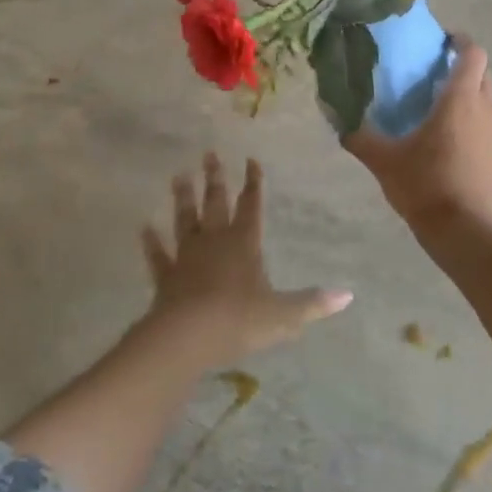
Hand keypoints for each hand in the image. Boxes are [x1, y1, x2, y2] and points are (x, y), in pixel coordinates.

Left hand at [140, 154, 351, 367]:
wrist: (187, 337)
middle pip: (215, 204)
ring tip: (179, 175)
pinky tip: (144, 228)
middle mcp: (215, 242)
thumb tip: (348, 296)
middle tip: (209, 153)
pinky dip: (151, 242)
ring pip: (185, 220)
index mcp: (245, 243)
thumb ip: (312, 303)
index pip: (251, 206)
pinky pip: (158, 255)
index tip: (251, 160)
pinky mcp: (166, 277)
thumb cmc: (239, 320)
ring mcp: (188, 257)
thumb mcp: (283, 315)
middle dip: (214, 179)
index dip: (253, 183)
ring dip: (183, 198)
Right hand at [345, 39, 491, 232]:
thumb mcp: (384, 161)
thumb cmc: (424, 184)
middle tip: (435, 73)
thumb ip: (360, 138)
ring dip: (470, 94)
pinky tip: (450, 139)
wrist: (463, 230)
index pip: (473, 53)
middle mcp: (485, 108)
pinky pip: (488, 124)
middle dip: (464, 66)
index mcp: (460, 99)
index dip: (460, 41)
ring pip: (488, 99)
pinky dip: (474, 120)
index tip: (442, 41)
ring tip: (440, 106)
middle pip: (483, 73)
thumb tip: (341, 123)